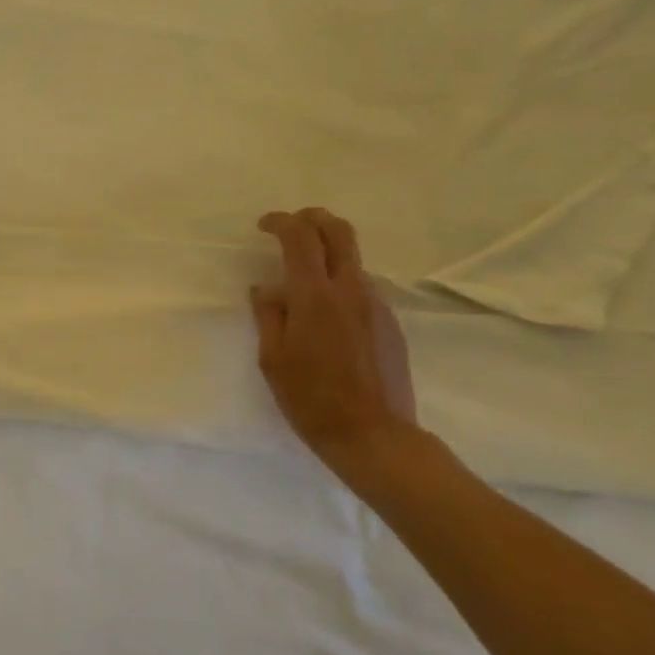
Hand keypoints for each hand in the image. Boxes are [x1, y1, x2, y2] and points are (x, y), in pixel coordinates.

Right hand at [250, 207, 416, 458]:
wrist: (374, 436)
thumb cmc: (311, 400)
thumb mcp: (273, 360)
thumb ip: (268, 316)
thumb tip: (266, 289)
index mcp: (315, 296)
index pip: (300, 237)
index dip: (281, 222)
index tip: (264, 226)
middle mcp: (350, 290)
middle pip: (339, 231)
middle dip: (314, 218)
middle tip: (292, 226)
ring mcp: (375, 305)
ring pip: (353, 260)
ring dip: (328, 254)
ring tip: (305, 279)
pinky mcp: (390, 324)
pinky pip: (363, 289)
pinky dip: (341, 284)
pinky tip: (327, 315)